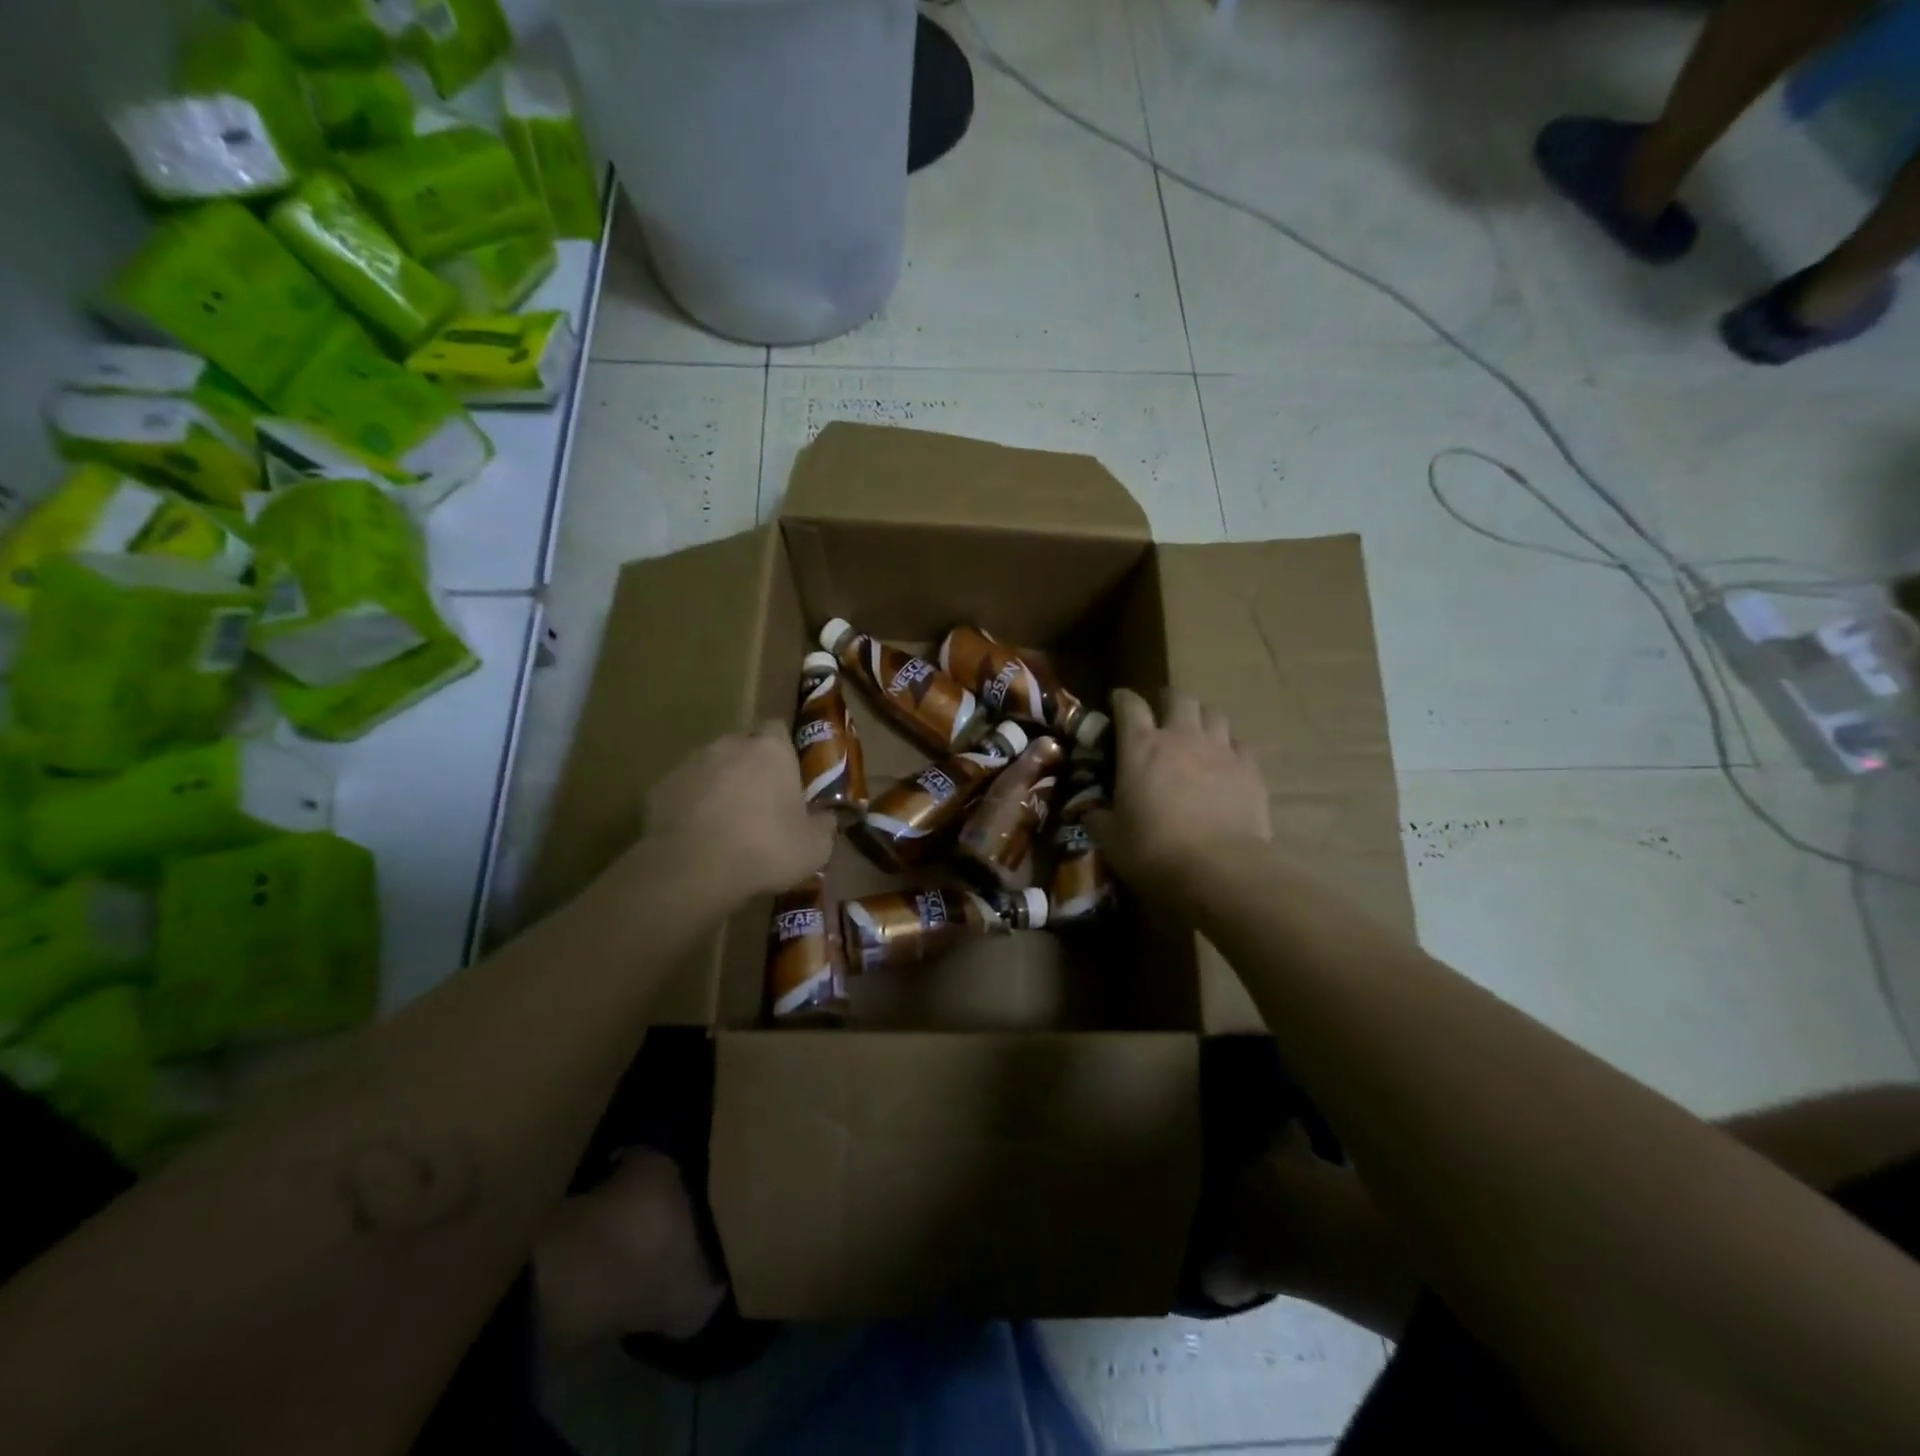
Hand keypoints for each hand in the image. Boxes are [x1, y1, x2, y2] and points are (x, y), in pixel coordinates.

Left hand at [643, 722, 835, 902]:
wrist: (693, 870)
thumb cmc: (765, 849)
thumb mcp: (815, 847)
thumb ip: (824, 825)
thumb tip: (827, 819)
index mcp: (771, 749)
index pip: (778, 729)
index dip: (784, 752)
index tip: (789, 779)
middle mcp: (729, 745)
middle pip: (743, 747)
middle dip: (751, 769)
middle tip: (761, 805)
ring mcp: (690, 764)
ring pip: (711, 768)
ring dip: (720, 786)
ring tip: (726, 825)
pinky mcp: (659, 788)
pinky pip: (684, 792)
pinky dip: (691, 807)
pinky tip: (698, 837)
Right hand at [1088, 688, 1270, 896]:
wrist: (1219, 870)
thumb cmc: (1154, 852)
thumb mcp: (1111, 838)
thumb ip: (1098, 817)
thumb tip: (1090, 811)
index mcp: (1141, 747)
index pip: (1129, 705)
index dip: (1122, 699)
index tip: (1117, 702)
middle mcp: (1181, 737)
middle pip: (1179, 698)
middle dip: (1168, 702)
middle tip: (1162, 717)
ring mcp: (1220, 750)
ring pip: (1213, 714)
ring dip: (1201, 719)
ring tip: (1196, 735)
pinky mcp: (1250, 769)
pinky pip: (1239, 743)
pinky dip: (1229, 747)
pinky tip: (1225, 762)